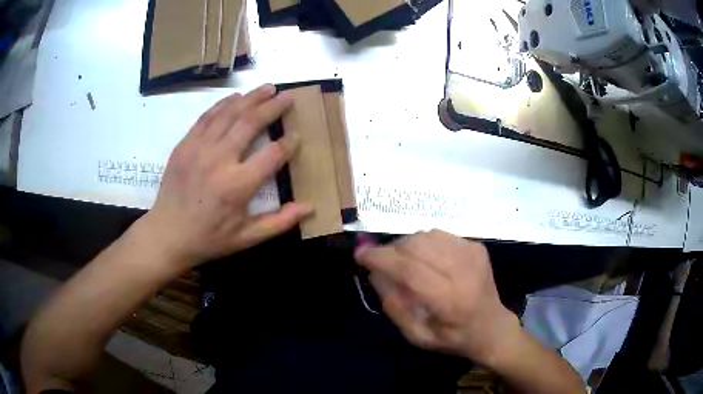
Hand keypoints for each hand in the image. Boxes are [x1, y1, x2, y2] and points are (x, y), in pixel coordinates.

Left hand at [142, 84, 312, 267]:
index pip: (272, 154)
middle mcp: (219, 160)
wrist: (167, 235)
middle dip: (273, 106)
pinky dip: (223, 104)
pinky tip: (236, 98)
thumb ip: (280, 222)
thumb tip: (310, 207)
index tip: (296, 135)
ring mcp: (198, 149)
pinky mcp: (184, 145)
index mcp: (237, 186)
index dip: (288, 143)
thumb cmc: (209, 238)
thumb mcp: (247, 238)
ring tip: (267, 88)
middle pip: (250, 123)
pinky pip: (206, 117)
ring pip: (229, 114)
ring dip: (251, 98)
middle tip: (288, 95)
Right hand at [355, 230, 520, 366]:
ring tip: (403, 262)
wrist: (492, 326)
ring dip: (406, 245)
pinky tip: (425, 260)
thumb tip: (375, 273)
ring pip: (427, 235)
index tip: (360, 255)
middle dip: (391, 250)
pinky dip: (424, 244)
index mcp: (450, 300)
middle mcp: (464, 271)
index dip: (382, 258)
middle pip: (417, 245)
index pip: (410, 270)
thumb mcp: (418, 337)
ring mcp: (473, 254)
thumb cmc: (453, 337)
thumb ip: (395, 307)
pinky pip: (439, 235)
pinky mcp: (476, 246)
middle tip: (382, 262)